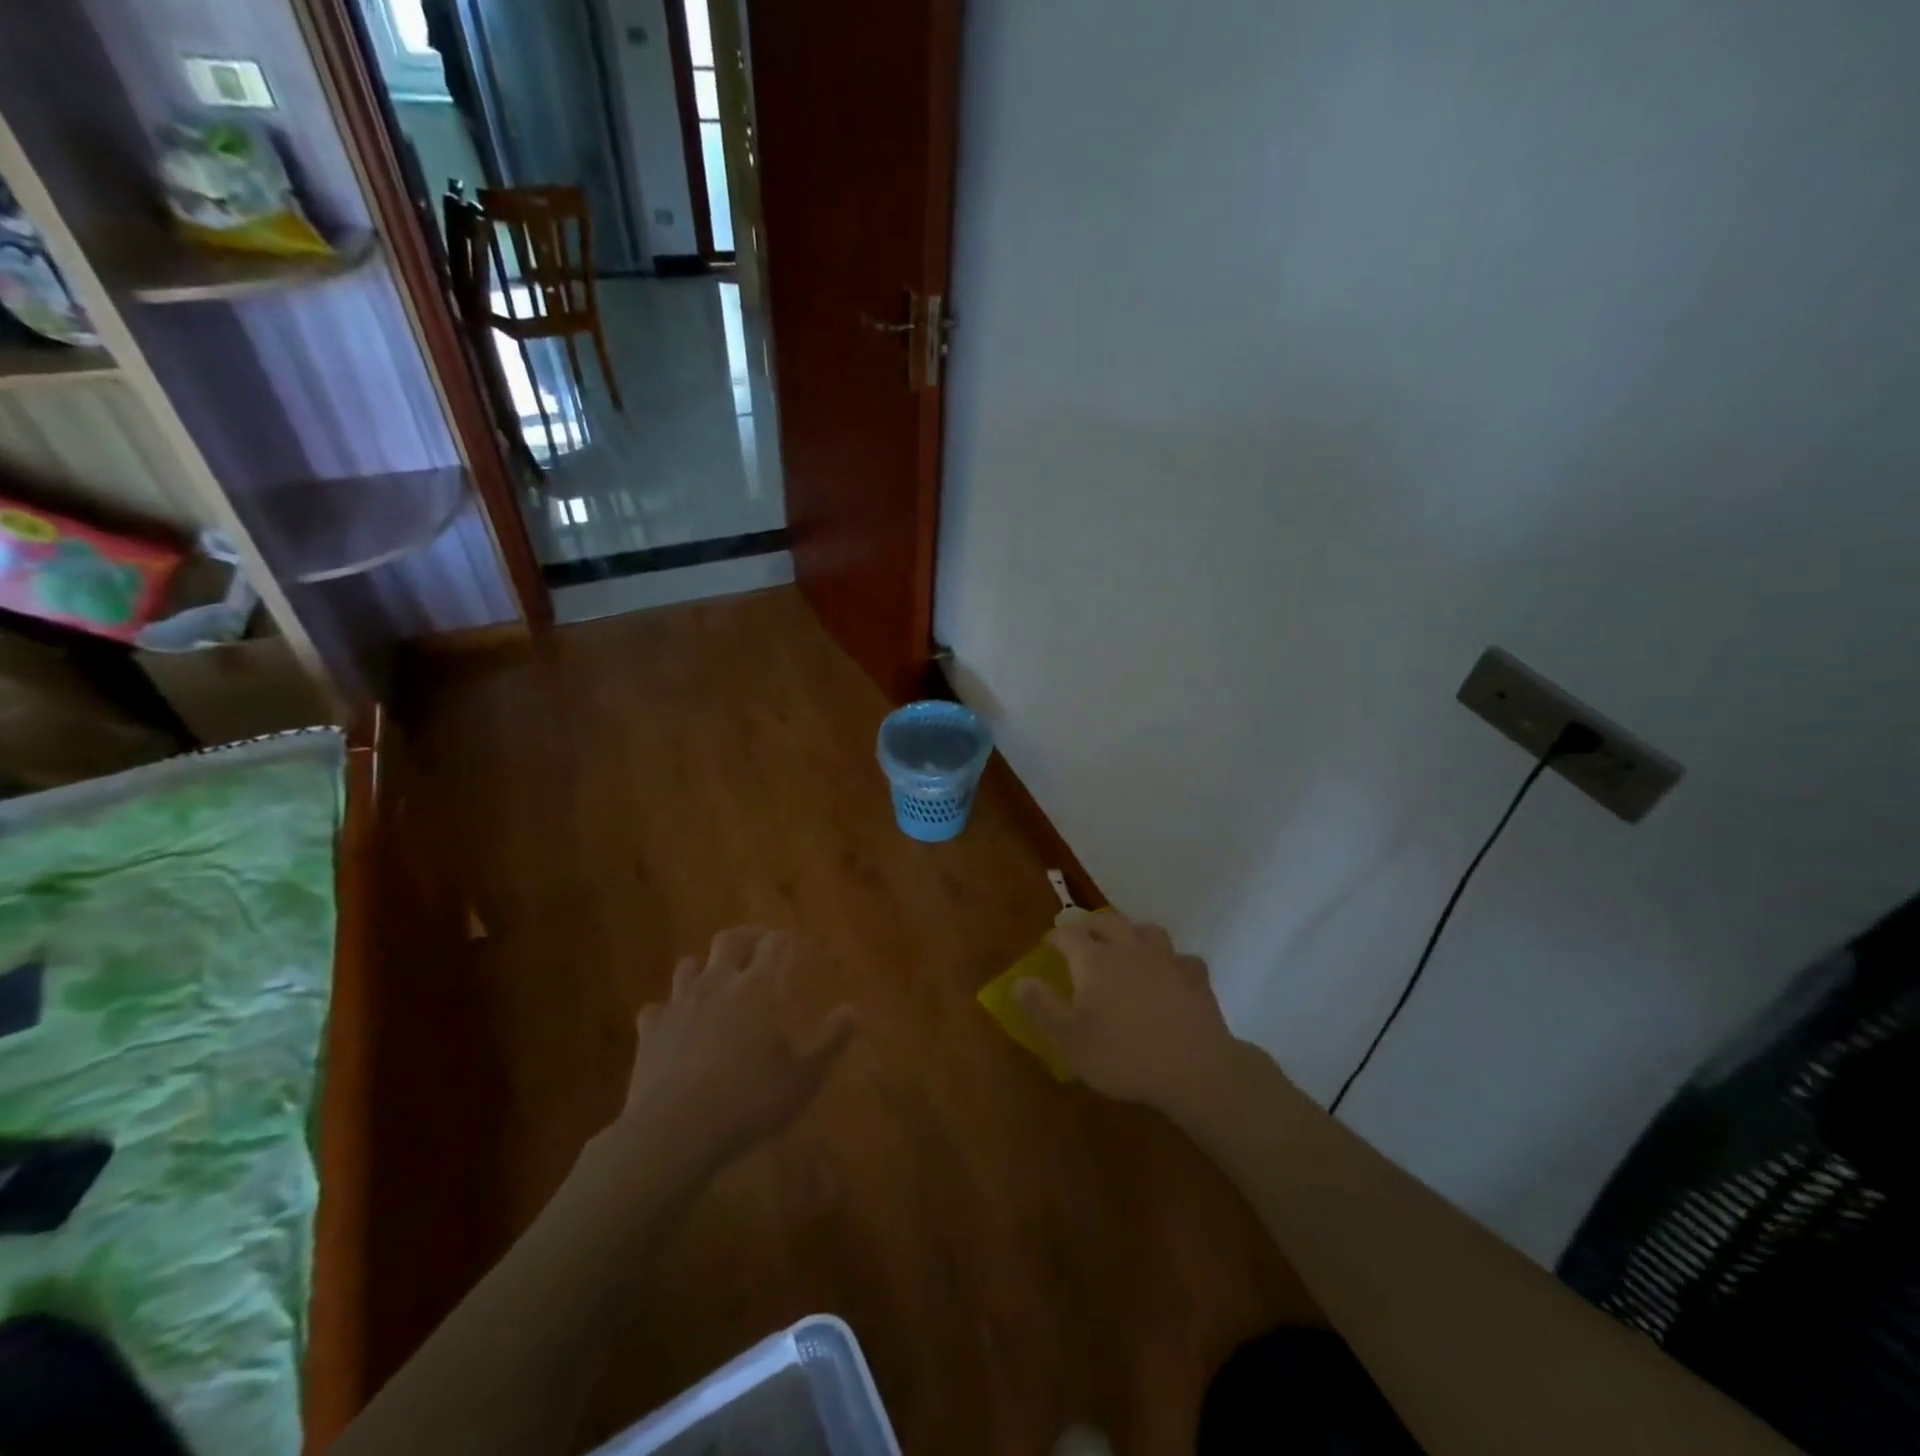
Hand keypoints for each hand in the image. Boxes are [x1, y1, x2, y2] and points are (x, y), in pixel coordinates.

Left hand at [611, 928, 855, 1180]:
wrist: (674, 1131)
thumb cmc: (749, 1100)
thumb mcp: (804, 1078)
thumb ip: (831, 1041)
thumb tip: (852, 1011)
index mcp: (758, 987)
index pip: (775, 944)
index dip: (786, 941)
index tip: (795, 947)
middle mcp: (718, 983)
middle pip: (729, 940)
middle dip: (746, 937)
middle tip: (758, 947)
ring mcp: (679, 1004)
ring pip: (688, 965)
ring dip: (704, 967)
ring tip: (716, 981)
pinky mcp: (649, 1031)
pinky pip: (657, 1008)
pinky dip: (669, 1010)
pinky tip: (676, 1025)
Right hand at [1016, 914, 1235, 1109]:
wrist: (1194, 1068)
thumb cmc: (1123, 1055)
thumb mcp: (1069, 1039)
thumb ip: (1042, 1006)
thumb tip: (1020, 980)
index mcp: (1094, 960)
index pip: (1068, 935)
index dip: (1056, 936)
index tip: (1048, 944)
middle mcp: (1129, 948)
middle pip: (1107, 922)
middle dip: (1090, 925)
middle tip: (1082, 937)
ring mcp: (1166, 958)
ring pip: (1146, 929)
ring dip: (1131, 932)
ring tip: (1126, 944)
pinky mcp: (1195, 976)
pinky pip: (1181, 957)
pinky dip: (1171, 960)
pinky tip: (1170, 973)